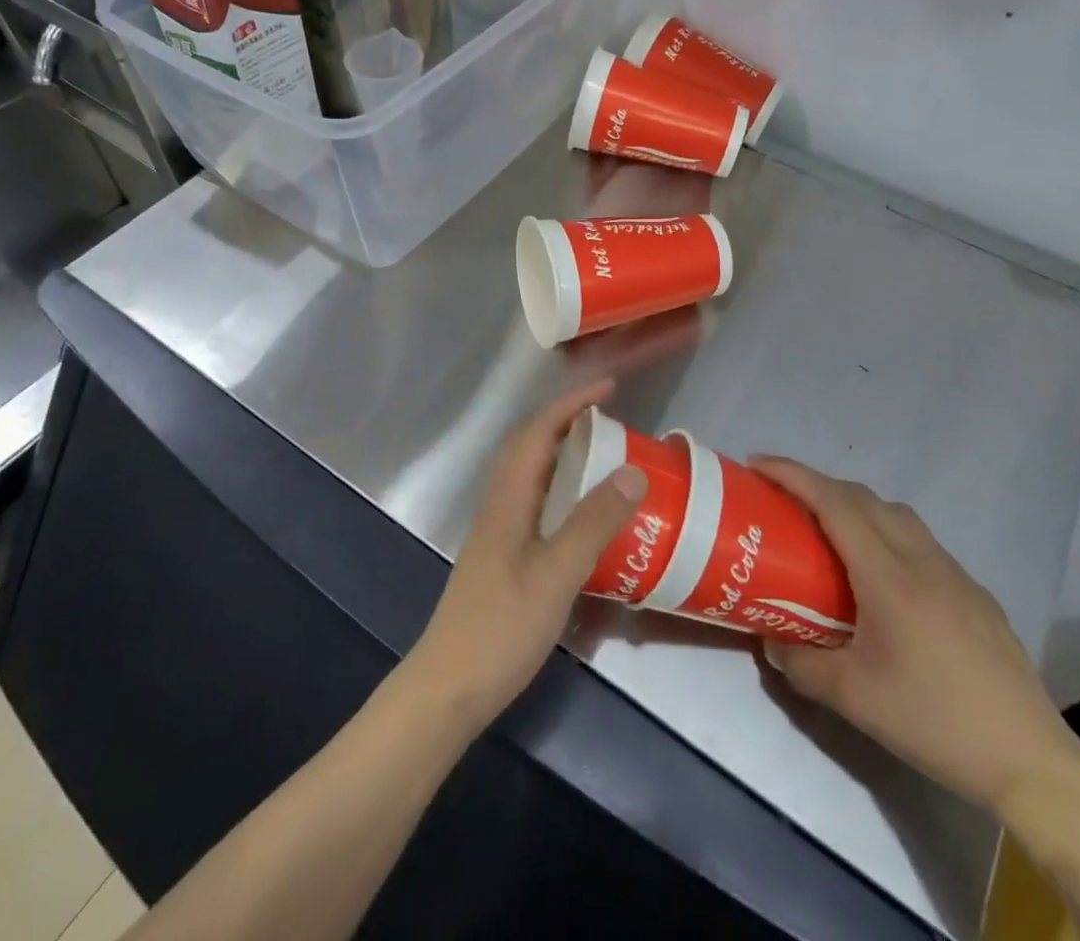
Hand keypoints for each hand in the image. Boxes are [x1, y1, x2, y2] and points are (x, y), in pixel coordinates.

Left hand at [405, 381, 647, 728]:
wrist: (447, 690)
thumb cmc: (500, 630)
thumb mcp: (555, 576)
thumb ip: (593, 524)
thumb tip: (632, 471)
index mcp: (508, 500)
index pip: (537, 433)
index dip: (570, 404)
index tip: (607, 388)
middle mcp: (499, 507)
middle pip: (528, 447)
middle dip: (566, 422)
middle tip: (609, 420)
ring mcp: (498, 535)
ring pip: (530, 477)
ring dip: (563, 455)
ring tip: (603, 458)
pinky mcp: (502, 560)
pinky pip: (535, 506)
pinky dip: (561, 493)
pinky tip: (583, 518)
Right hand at [752, 458, 1079, 817]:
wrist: (1032, 762)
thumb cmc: (935, 722)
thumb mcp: (854, 698)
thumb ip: (802, 664)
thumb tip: (771, 642)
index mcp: (888, 575)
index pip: (833, 502)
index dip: (792, 474)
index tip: (757, 464)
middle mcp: (922, 560)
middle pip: (863, 497)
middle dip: (817, 484)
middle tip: (783, 499)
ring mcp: (955, 574)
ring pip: (896, 514)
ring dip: (854, 505)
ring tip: (828, 531)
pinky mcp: (975, 594)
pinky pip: (920, 541)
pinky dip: (886, 533)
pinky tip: (882, 578)